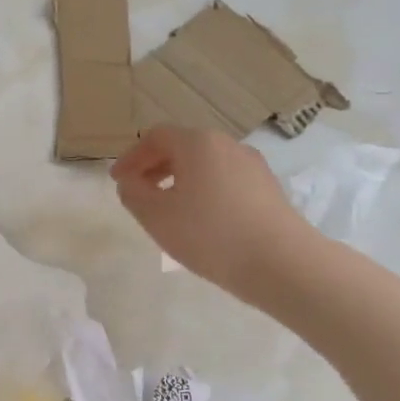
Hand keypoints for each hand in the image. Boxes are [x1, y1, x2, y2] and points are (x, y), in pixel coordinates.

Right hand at [111, 126, 316, 304]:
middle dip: (154, 167)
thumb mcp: (156, 216)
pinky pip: (225, 180)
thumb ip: (133, 194)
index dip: (131, 157)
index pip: (155, 137)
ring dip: (180, 180)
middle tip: (138, 192)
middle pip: (182, 146)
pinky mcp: (268, 188)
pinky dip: (204, 190)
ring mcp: (252, 165)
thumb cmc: (210, 234)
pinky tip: (201, 220)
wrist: (282, 263)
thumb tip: (130, 182)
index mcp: (198, 143)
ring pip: (205, 164)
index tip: (117, 181)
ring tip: (168, 209)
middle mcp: (227, 145)